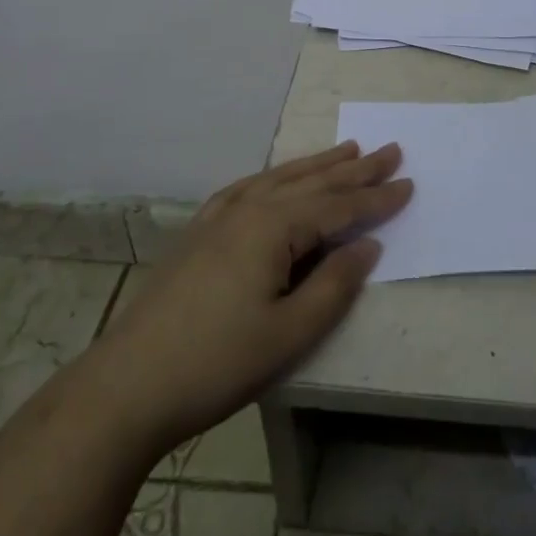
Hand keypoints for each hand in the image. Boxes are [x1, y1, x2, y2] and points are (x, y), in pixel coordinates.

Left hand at [91, 142, 410, 459]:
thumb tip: (367, 246)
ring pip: (280, 179)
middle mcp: (248, 208)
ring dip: (318, 165)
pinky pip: (248, 188)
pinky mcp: (198, 233)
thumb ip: (334, 285)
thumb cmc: (215, 363)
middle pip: (313, 182)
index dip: (376, 198)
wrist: (126, 386)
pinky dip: (275, 177)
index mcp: (273, 226)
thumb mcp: (288, 334)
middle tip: (389, 150)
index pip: (338, 206)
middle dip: (355, 169)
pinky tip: (277, 178)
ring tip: (348, 149)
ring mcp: (218, 217)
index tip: (409, 182)